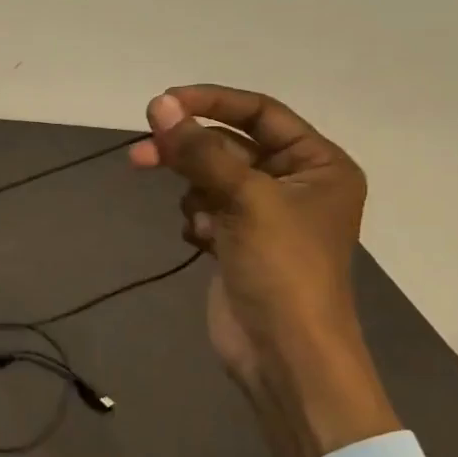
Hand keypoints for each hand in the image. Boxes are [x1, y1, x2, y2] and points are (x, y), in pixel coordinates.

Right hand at [130, 85, 399, 456]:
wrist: (283, 354)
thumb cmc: (282, 268)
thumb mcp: (244, 199)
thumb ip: (199, 150)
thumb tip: (159, 104)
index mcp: (318, 165)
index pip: (260, 113)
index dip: (212, 103)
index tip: (163, 103)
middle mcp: (295, 183)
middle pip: (228, 147)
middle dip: (188, 152)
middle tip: (139, 155)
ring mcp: (265, 215)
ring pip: (211, 178)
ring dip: (195, 193)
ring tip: (197, 222)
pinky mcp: (239, 241)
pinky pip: (206, 209)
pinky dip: (197, 219)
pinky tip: (203, 242)